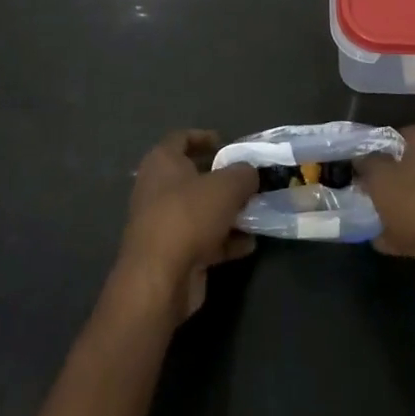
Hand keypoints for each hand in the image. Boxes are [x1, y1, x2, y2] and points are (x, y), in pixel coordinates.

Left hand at [113, 130, 256, 321]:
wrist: (160, 278)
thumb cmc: (189, 216)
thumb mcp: (226, 186)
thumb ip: (243, 174)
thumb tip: (250, 173)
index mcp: (162, 162)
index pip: (181, 138)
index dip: (204, 137)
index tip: (227, 143)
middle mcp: (158, 189)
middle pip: (193, 176)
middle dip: (222, 179)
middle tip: (248, 181)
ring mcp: (163, 223)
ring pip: (200, 210)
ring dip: (227, 212)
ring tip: (256, 212)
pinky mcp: (172, 253)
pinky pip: (203, 240)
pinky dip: (224, 240)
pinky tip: (249, 244)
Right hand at [358, 122, 414, 310]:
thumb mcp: (378, 175)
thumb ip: (366, 162)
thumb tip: (361, 158)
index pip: (397, 135)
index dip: (374, 150)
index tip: (357, 167)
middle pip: (407, 168)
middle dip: (384, 182)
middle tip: (360, 193)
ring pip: (414, 197)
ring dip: (393, 209)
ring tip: (366, 219)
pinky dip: (405, 231)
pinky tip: (382, 242)